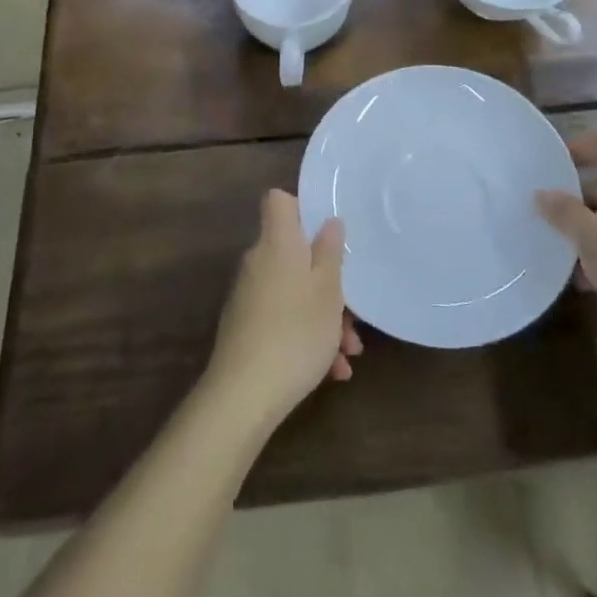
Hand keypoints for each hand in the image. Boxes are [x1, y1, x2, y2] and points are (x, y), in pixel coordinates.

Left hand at [204, 190, 361, 428]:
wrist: (243, 396)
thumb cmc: (295, 331)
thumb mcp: (328, 290)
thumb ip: (330, 252)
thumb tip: (328, 221)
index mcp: (277, 242)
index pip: (279, 201)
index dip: (302, 208)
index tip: (327, 232)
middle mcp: (258, 261)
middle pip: (294, 253)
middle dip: (328, 280)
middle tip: (353, 312)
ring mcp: (249, 295)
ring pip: (294, 291)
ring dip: (323, 316)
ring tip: (349, 353)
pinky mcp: (246, 328)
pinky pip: (283, 318)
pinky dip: (306, 336)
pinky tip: (332, 371)